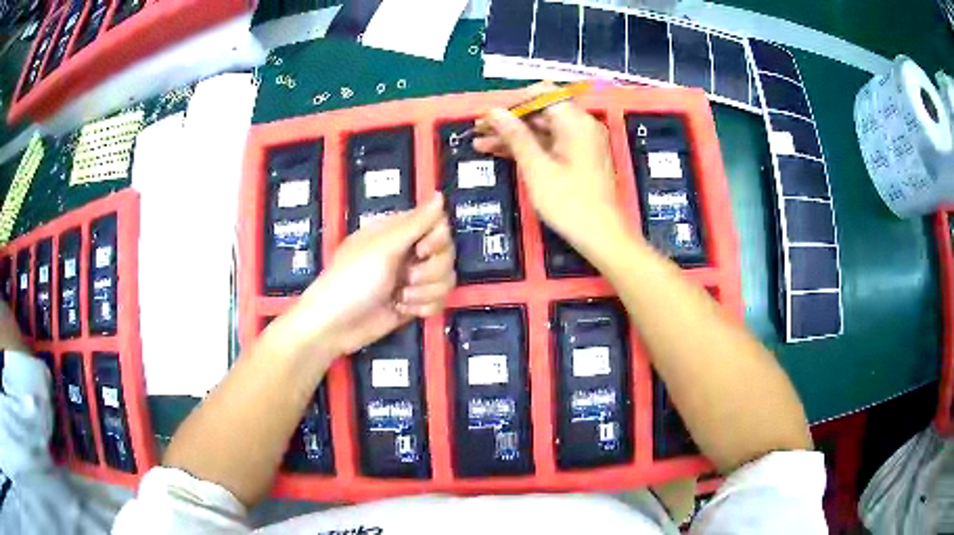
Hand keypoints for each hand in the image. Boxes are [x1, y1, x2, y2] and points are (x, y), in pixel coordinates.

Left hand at [277, 195, 454, 359]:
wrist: (335, 326)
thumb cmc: (352, 280)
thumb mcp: (383, 248)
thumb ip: (416, 223)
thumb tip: (440, 194)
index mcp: (398, 232)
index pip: (438, 225)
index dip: (437, 239)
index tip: (422, 251)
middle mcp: (408, 252)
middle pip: (447, 254)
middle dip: (431, 271)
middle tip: (406, 278)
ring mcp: (411, 279)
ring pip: (445, 279)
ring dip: (425, 292)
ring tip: (400, 298)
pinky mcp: (414, 302)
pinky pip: (439, 300)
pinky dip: (424, 307)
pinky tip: (403, 309)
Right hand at [473, 83, 627, 246]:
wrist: (602, 237)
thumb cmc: (570, 203)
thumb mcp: (537, 168)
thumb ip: (515, 136)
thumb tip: (493, 112)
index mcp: (575, 121)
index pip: (541, 93)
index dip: (512, 101)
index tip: (488, 115)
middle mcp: (581, 125)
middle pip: (541, 110)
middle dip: (509, 119)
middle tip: (478, 129)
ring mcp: (581, 142)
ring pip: (542, 128)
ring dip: (513, 135)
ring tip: (480, 142)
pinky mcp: (578, 158)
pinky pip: (550, 143)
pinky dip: (528, 147)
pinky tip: (500, 152)